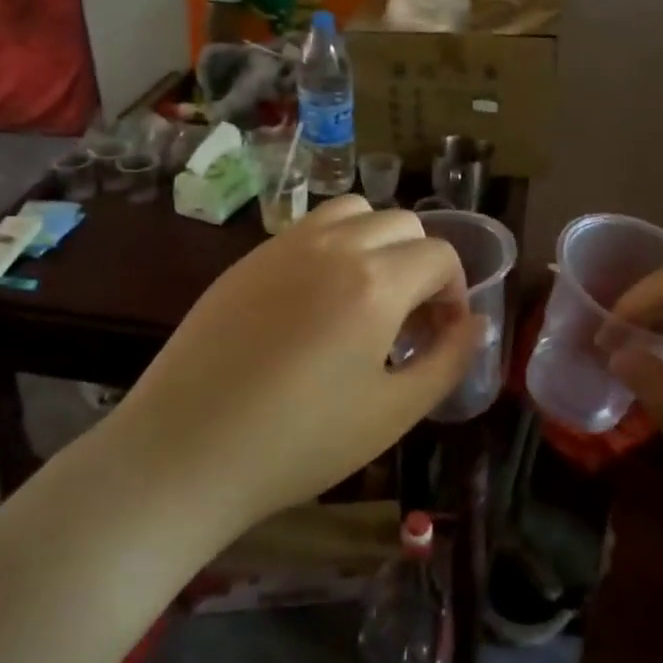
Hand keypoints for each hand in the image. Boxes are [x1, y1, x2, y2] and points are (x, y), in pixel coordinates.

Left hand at [110, 196, 483, 526]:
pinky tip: (316, 301)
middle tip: (409, 320)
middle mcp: (334, 245)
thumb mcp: (393, 413)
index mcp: (376, 281)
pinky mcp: (248, 258)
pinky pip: (308, 229)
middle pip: (402, 224)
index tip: (442, 335)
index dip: (455, 293)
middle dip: (421, 264)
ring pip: (353, 211)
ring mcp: (284, 245)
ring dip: (377, 242)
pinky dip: (333, 246)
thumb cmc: (299, 441)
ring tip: (366, 296)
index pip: (440, 255)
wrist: (185, 451)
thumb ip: (448, 361)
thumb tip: (476, 324)